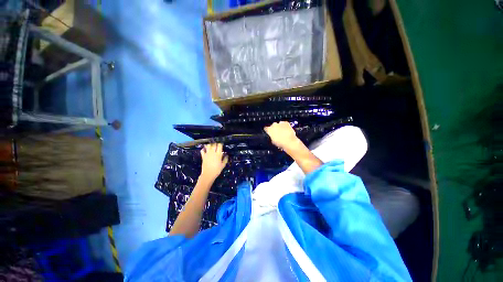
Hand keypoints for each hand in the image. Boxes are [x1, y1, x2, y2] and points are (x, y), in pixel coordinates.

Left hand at [200, 143, 227, 180]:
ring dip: (210, 145)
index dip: (220, 144)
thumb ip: (225, 159)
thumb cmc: (217, 170)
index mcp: (218, 154)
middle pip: (214, 144)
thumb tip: (226, 155)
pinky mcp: (203, 156)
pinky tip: (206, 150)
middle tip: (216, 146)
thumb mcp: (223, 165)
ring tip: (211, 147)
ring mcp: (207, 154)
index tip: (221, 145)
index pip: (219, 145)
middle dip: (215, 144)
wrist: (208, 174)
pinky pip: (202, 150)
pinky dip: (204, 149)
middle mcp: (213, 152)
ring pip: (208, 146)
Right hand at [264, 121, 301, 151]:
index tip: (269, 133)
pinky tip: (286, 129)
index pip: (265, 128)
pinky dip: (284, 125)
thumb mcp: (273, 142)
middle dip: (274, 128)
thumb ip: (271, 137)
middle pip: (272, 125)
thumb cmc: (280, 143)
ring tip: (282, 132)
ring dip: (279, 127)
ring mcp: (280, 123)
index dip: (267, 131)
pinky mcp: (286, 123)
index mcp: (269, 130)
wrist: (289, 142)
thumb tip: (272, 136)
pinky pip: (284, 123)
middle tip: (277, 133)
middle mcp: (273, 125)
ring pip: (278, 124)